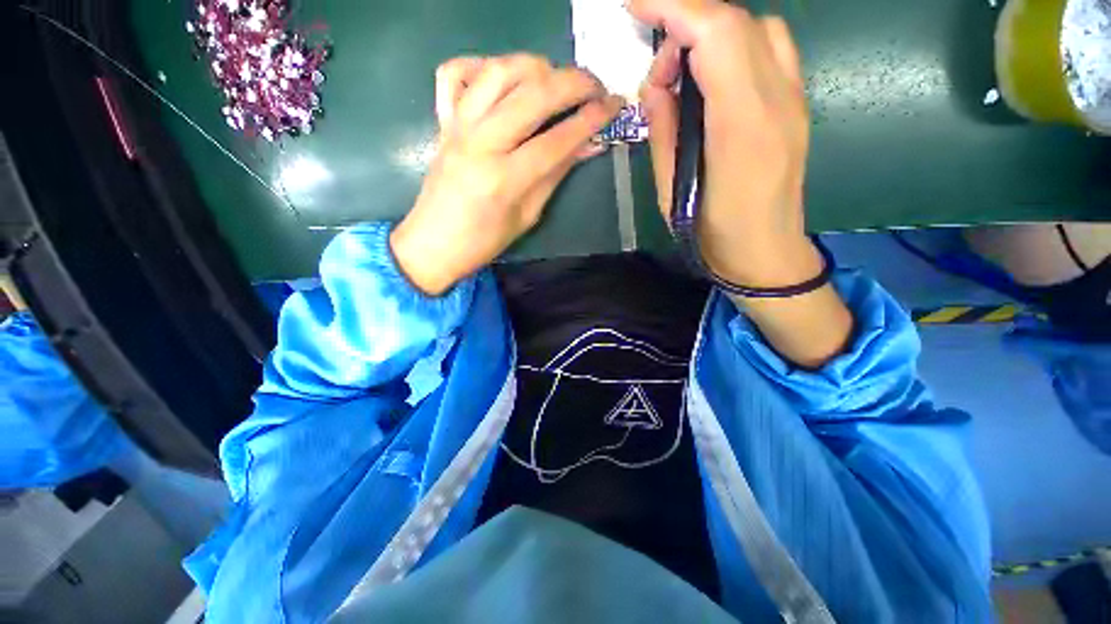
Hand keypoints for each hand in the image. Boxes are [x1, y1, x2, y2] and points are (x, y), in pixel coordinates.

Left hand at [390, 54, 623, 294]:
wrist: (434, 243)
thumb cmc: (485, 241)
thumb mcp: (527, 216)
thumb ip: (556, 175)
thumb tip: (588, 145)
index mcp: (504, 179)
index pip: (556, 140)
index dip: (590, 120)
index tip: (614, 106)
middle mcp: (480, 143)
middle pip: (533, 95)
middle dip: (573, 83)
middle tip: (596, 87)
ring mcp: (457, 126)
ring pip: (499, 72)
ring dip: (536, 67)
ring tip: (557, 79)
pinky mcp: (443, 120)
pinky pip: (455, 73)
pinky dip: (482, 64)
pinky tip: (503, 78)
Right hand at [631, 0, 823, 287]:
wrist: (766, 253)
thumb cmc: (711, 234)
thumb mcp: (671, 190)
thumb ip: (664, 129)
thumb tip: (658, 82)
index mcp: (741, 126)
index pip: (715, 33)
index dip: (673, 5)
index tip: (635, 3)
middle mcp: (777, 99)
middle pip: (735, 22)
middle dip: (685, 20)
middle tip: (657, 64)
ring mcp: (794, 98)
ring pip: (756, 29)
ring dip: (711, 34)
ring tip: (683, 76)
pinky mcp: (796, 103)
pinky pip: (769, 49)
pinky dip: (735, 45)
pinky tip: (713, 79)